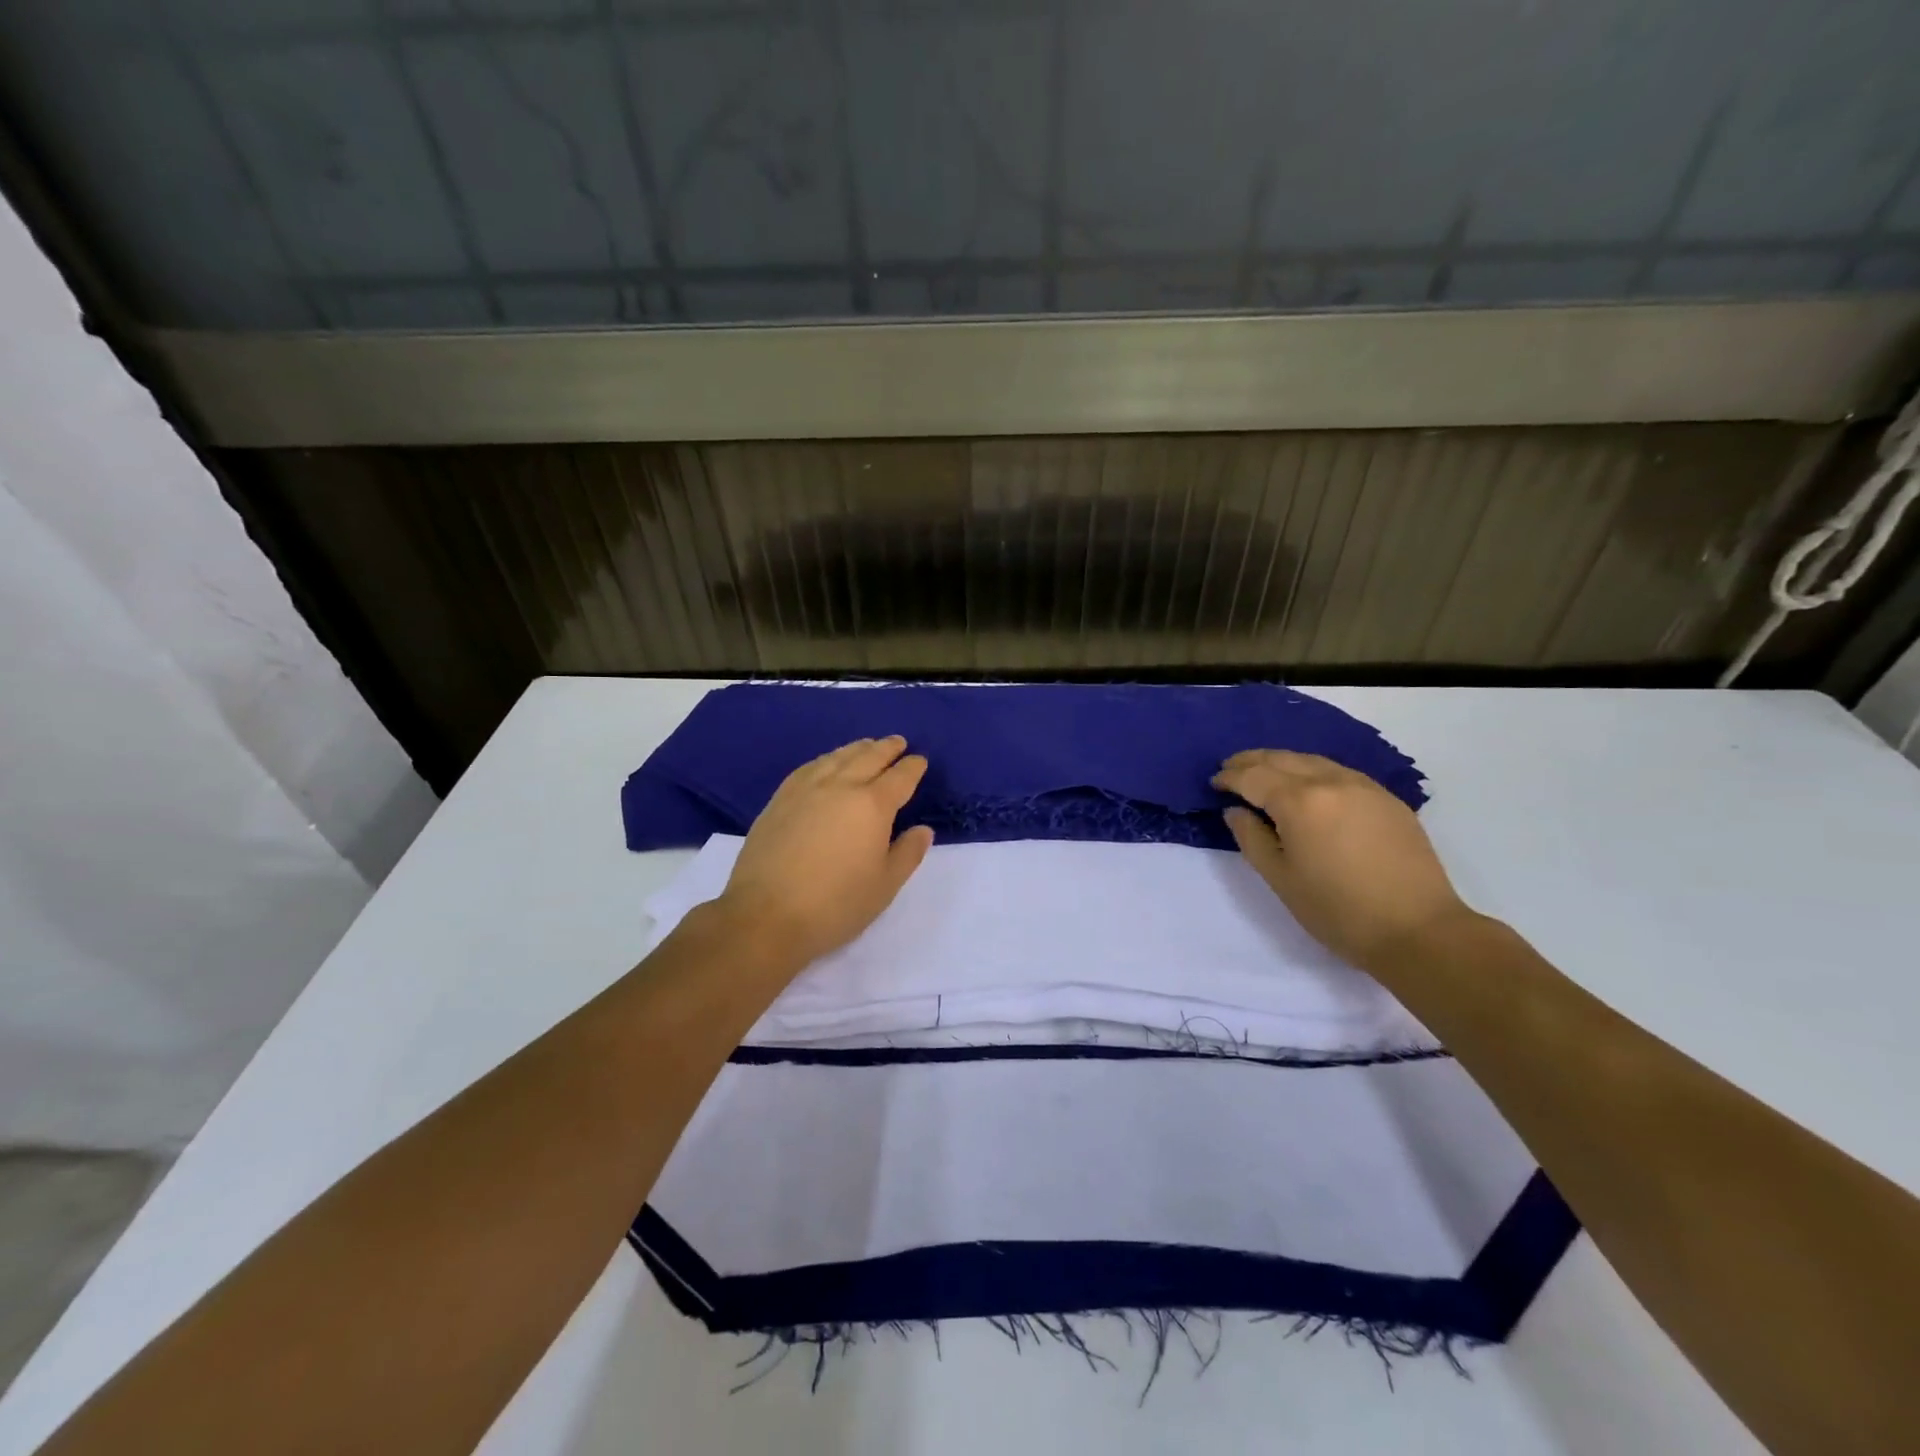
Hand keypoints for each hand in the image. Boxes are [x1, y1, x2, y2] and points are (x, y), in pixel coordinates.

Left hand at [716, 736, 934, 969]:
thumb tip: (922, 829)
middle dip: (887, 748)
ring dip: (857, 748)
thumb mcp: (885, 886)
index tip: (920, 761)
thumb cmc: (835, 905)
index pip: (900, 777)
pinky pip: (809, 767)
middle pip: (868, 757)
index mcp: (872, 806)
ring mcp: (806, 790)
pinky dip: (826, 759)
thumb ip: (908, 853)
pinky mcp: (779, 800)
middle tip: (898, 742)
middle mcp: (840, 787)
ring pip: (837, 757)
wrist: (765, 915)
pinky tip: (826, 763)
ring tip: (867, 746)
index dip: (913, 767)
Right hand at [1212, 749, 1474, 971]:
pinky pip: (1339, 771)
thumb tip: (1236, 811)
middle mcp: (1330, 782)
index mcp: (1299, 801)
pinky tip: (1308, 786)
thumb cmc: (1337, 911)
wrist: (1418, 930)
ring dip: (1282, 762)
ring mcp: (1363, 787)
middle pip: (1282, 759)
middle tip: (1231, 769)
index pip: (1253, 776)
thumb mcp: (1280, 879)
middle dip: (1252, 761)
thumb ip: (1251, 838)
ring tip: (1265, 773)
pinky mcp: (1387, 798)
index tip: (1214, 784)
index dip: (1230, 777)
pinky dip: (1312, 770)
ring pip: (1312, 760)